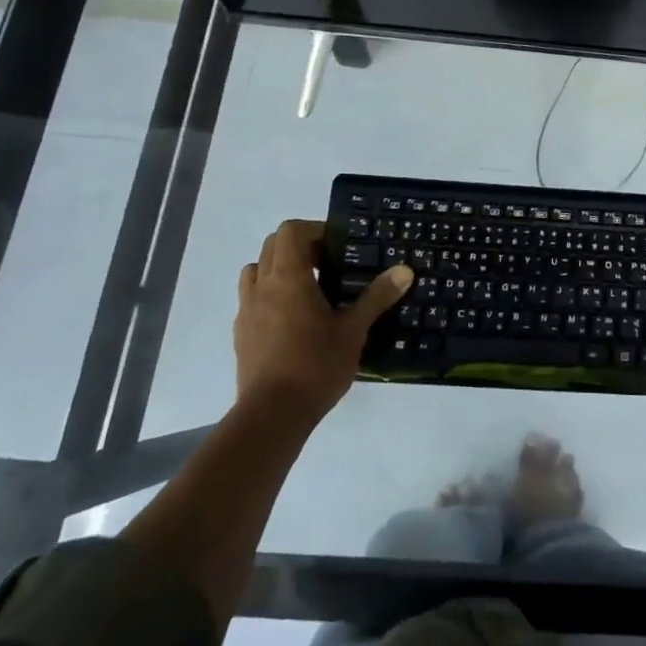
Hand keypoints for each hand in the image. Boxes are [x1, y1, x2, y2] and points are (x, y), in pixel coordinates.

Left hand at [235, 220, 411, 422]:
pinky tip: (293, 320)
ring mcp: (246, 310)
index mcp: (288, 277)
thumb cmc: (315, 365)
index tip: (338, 247)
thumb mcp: (354, 330)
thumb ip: (377, 296)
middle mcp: (262, 286)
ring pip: (256, 270)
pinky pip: (252, 299)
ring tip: (309, 289)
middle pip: (272, 246)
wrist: (271, 416)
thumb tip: (405, 270)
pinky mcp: (240, 334)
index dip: (314, 230)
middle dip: (300, 247)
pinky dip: (270, 295)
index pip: (291, 231)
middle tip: (329, 265)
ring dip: (279, 269)